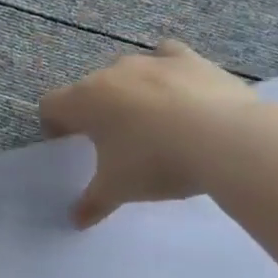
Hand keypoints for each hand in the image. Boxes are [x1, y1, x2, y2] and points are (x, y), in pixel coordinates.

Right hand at [38, 41, 257, 226]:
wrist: (226, 139)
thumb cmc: (156, 162)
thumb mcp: (118, 189)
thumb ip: (92, 202)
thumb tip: (76, 220)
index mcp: (84, 100)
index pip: (50, 105)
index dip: (54, 126)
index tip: (70, 146)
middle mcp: (111, 73)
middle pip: (88, 88)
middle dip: (93, 111)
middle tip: (111, 142)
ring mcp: (151, 62)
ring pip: (126, 73)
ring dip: (128, 93)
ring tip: (149, 122)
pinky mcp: (188, 59)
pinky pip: (166, 56)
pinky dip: (165, 71)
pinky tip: (176, 90)